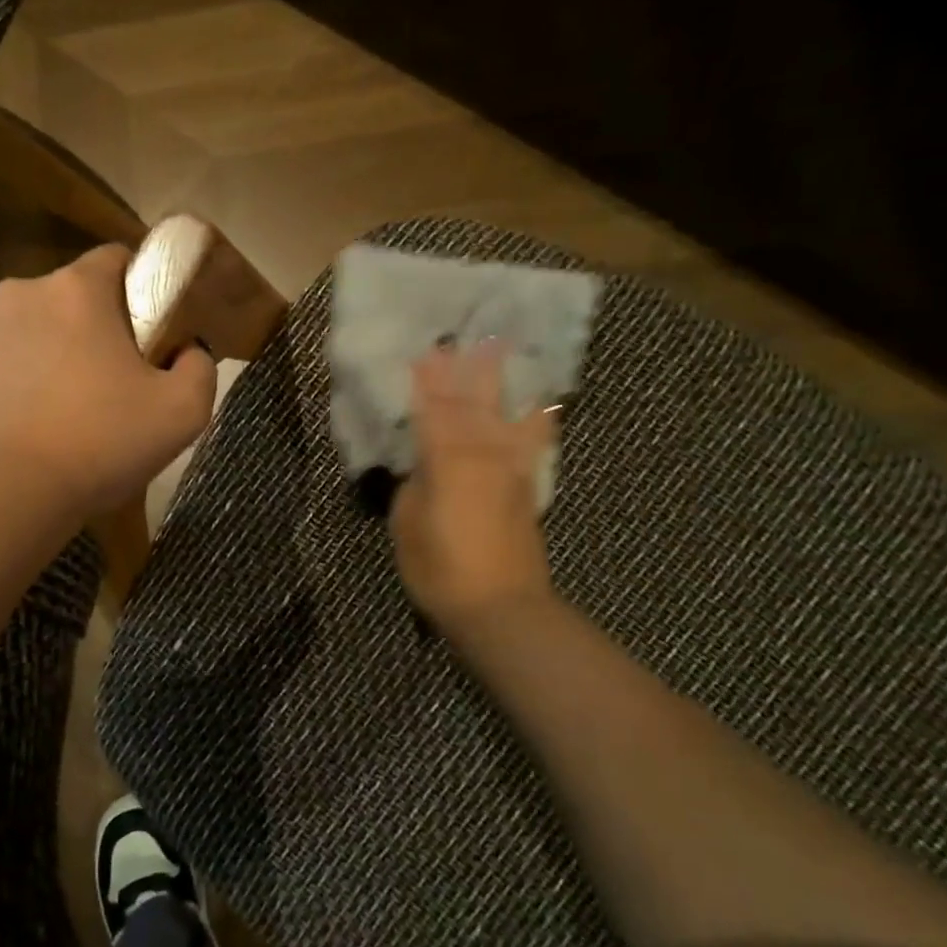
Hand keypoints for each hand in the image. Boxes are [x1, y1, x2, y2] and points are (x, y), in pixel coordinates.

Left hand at [0, 245, 217, 519]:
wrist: (4, 494)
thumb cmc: (99, 443)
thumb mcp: (182, 412)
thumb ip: (200, 368)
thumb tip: (188, 352)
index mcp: (76, 290)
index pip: (117, 257)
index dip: (141, 288)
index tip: (152, 333)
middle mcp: (21, 294)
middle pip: (71, 297)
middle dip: (95, 327)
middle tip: (114, 382)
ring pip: (31, 330)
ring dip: (52, 354)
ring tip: (66, 411)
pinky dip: (16, 383)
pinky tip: (28, 426)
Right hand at [390, 344, 556, 642]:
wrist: (501, 607)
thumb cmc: (440, 568)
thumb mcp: (406, 524)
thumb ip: (414, 486)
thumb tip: (425, 468)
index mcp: (446, 459)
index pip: (432, 410)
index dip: (426, 382)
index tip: (423, 352)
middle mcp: (482, 453)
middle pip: (471, 403)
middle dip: (463, 371)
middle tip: (461, 339)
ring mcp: (509, 469)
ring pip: (503, 413)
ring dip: (499, 382)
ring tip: (501, 351)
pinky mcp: (525, 487)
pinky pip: (530, 441)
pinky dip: (534, 417)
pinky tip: (539, 403)